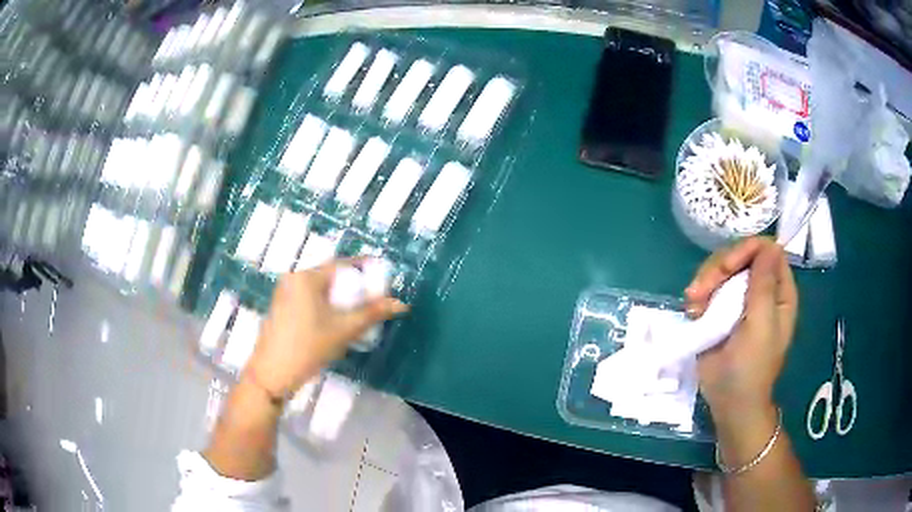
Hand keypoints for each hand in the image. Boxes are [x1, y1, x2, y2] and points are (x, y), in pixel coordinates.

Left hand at [244, 259, 408, 398]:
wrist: (272, 374)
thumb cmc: (308, 348)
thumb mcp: (343, 330)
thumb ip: (372, 313)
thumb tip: (401, 304)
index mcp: (306, 277)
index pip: (342, 265)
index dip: (364, 268)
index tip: (383, 277)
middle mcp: (293, 279)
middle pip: (330, 276)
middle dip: (353, 286)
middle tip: (372, 299)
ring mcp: (284, 293)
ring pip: (319, 289)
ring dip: (339, 298)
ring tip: (356, 314)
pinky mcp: (281, 308)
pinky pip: (308, 299)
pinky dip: (324, 305)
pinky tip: (334, 323)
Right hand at [684, 237, 797, 426]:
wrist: (730, 403)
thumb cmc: (751, 368)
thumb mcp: (761, 326)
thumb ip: (764, 285)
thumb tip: (769, 244)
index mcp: (779, 292)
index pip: (767, 250)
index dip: (746, 250)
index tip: (726, 267)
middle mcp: (761, 290)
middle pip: (740, 255)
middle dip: (718, 267)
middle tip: (700, 291)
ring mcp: (740, 300)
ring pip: (721, 269)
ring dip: (704, 282)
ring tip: (693, 305)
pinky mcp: (720, 311)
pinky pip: (709, 288)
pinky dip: (698, 297)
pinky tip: (692, 312)